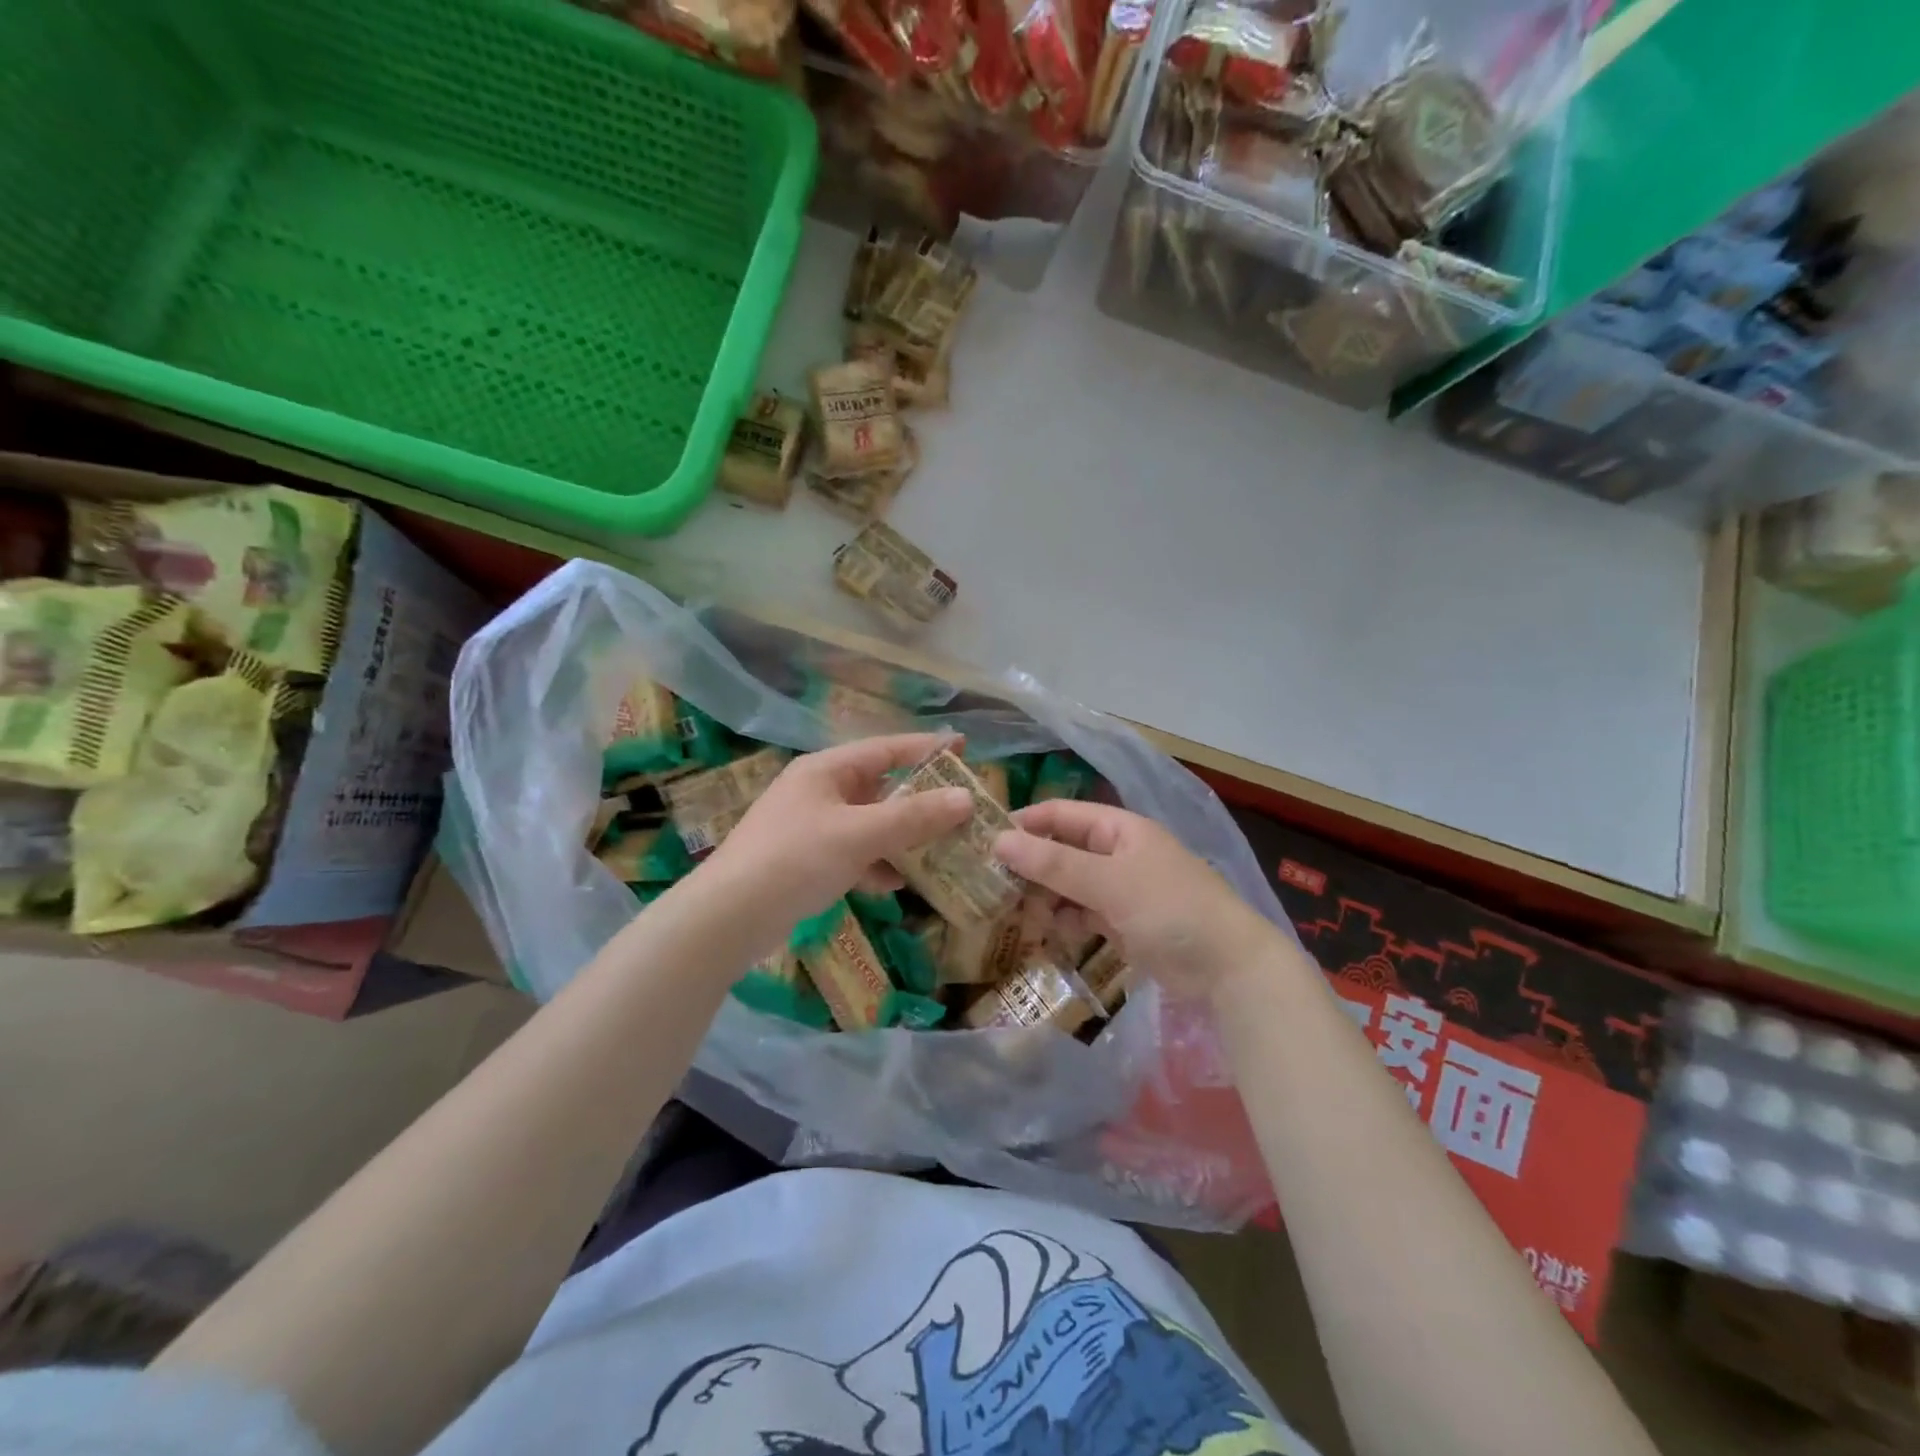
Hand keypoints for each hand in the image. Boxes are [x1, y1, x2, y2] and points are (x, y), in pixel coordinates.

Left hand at [707, 733, 971, 932]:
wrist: (728, 917)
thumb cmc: (795, 859)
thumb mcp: (860, 834)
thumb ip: (913, 817)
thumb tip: (965, 799)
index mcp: (826, 770)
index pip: (886, 749)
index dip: (926, 747)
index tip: (964, 748)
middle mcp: (818, 791)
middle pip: (880, 787)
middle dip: (920, 800)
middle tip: (959, 807)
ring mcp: (810, 827)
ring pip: (869, 824)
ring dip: (901, 837)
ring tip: (940, 849)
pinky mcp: (805, 861)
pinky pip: (853, 854)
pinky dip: (875, 865)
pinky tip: (894, 885)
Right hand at [995, 800, 1278, 1000]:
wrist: (1228, 968)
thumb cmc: (1170, 909)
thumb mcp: (1109, 882)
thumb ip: (1054, 864)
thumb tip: (999, 841)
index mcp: (1119, 829)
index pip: (1060, 815)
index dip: (1024, 824)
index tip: (984, 842)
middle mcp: (1117, 853)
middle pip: (1061, 852)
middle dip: (1030, 869)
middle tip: (993, 890)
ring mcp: (1120, 890)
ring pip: (1068, 886)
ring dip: (1044, 899)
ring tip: (1018, 918)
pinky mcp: (1123, 923)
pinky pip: (1082, 914)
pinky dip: (1064, 922)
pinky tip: (1047, 935)